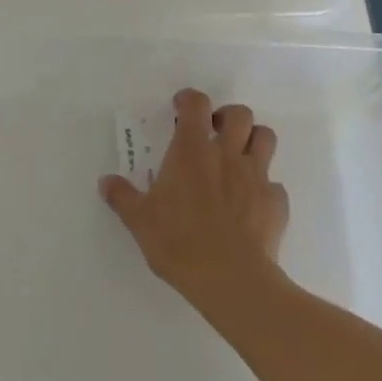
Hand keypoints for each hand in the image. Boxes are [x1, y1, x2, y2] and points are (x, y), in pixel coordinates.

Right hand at [100, 88, 288, 324]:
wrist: (232, 281)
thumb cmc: (179, 243)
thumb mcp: (140, 221)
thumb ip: (122, 197)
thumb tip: (105, 182)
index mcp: (191, 151)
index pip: (196, 104)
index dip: (189, 99)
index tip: (180, 109)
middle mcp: (227, 155)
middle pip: (240, 114)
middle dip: (228, 117)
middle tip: (213, 134)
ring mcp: (256, 177)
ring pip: (266, 138)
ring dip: (253, 141)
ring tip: (238, 159)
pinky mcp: (276, 203)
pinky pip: (274, 185)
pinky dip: (264, 188)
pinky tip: (250, 206)